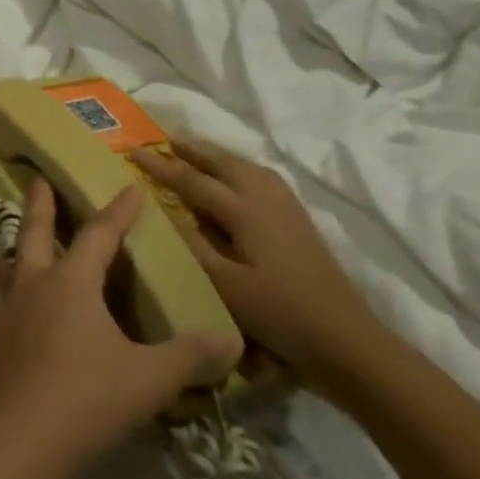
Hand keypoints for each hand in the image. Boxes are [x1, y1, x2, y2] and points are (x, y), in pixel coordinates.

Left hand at [0, 179, 240, 478]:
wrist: (16, 438)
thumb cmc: (86, 398)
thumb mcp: (149, 379)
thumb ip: (189, 357)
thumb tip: (231, 340)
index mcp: (72, 283)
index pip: (99, 236)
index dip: (117, 212)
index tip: (128, 187)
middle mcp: (33, 285)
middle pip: (35, 232)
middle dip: (40, 204)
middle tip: (36, 178)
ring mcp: (4, 309)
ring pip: (2, 264)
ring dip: (1, 246)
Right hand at [132, 139, 384, 386]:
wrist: (345, 338)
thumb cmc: (278, 312)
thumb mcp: (224, 284)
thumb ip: (192, 245)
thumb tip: (165, 213)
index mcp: (244, 210)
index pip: (193, 180)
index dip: (161, 166)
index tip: (134, 153)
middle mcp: (265, 198)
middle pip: (224, 163)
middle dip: (194, 149)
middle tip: (166, 139)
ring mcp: (286, 207)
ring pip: (246, 167)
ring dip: (218, 156)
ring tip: (197, 152)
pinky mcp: (299, 220)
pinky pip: (262, 178)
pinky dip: (240, 169)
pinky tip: (238, 179)